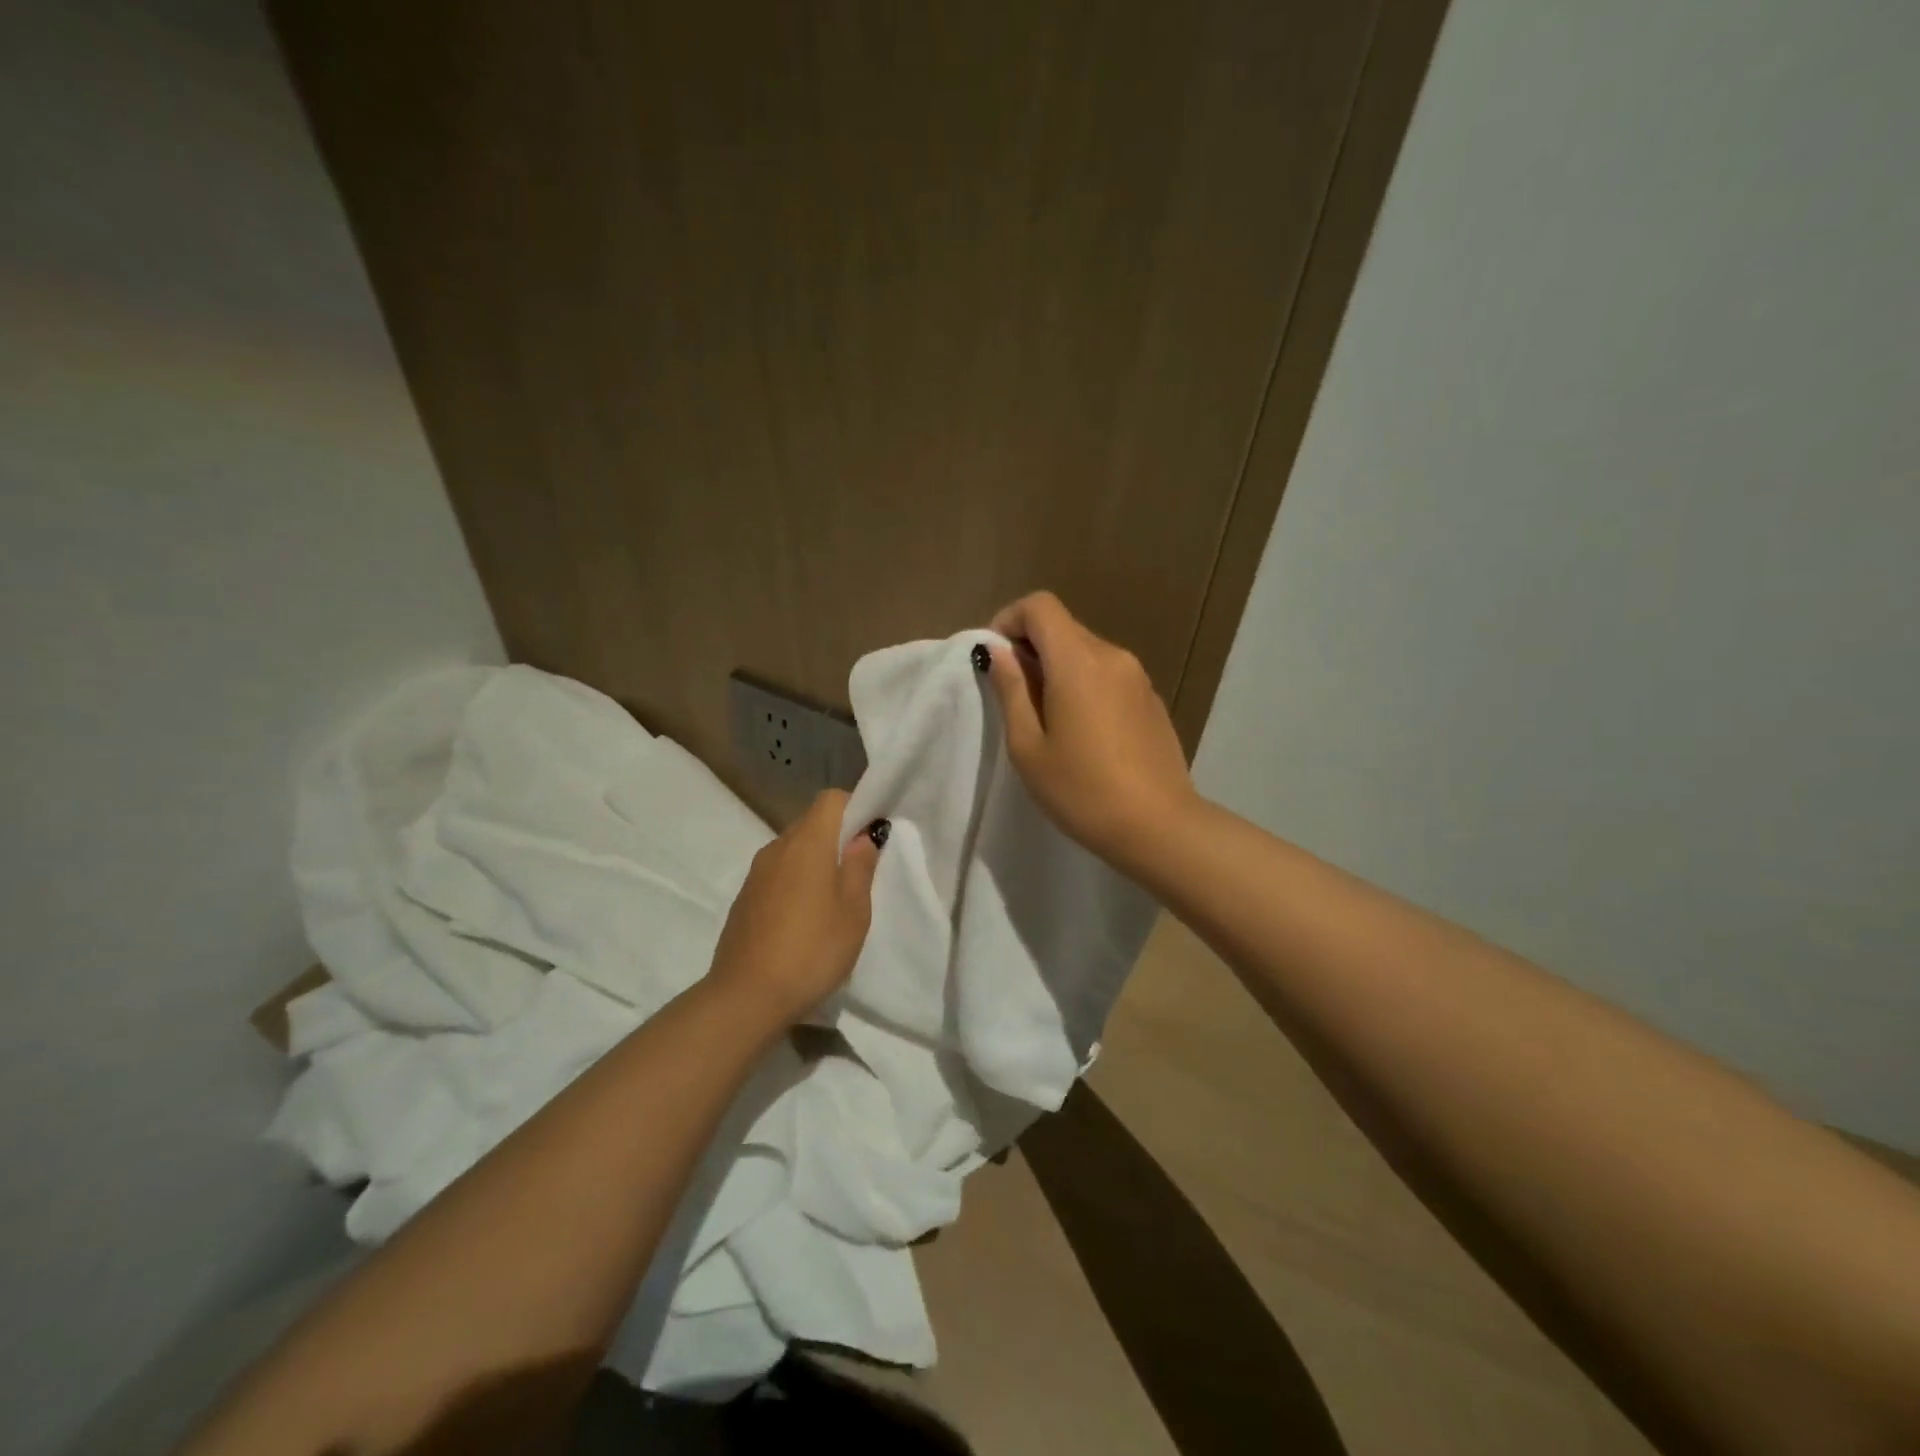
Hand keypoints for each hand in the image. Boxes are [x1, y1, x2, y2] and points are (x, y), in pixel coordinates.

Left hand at [704, 789, 882, 1027]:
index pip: (832, 799)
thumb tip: (862, 837)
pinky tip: (804, 919)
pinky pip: (777, 874)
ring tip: (833, 900)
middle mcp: (777, 848)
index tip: (871, 837)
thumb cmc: (812, 949)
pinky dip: (795, 882)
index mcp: (807, 843)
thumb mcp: (854, 911)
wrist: (746, 996)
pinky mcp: (744, 898)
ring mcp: (756, 873)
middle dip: (838, 837)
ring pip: (793, 850)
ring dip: (816, 862)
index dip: (855, 808)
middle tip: (859, 873)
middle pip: (811, 822)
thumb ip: (860, 867)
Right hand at [983, 591, 1198, 871]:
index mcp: (1078, 661)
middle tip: (1013, 694)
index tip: (995, 658)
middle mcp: (1112, 656)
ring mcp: (1137, 676)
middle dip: (1030, 647)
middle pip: (1063, 627)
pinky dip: (1084, 683)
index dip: (1009, 620)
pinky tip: (1082, 730)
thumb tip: (999, 651)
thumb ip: (1011, 690)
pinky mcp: (1151, 698)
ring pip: (1086, 650)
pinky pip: (1108, 673)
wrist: (1158, 826)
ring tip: (1046, 717)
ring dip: (1057, 667)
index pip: (1040, 606)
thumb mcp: (1028, 746)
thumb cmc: (1081, 790)